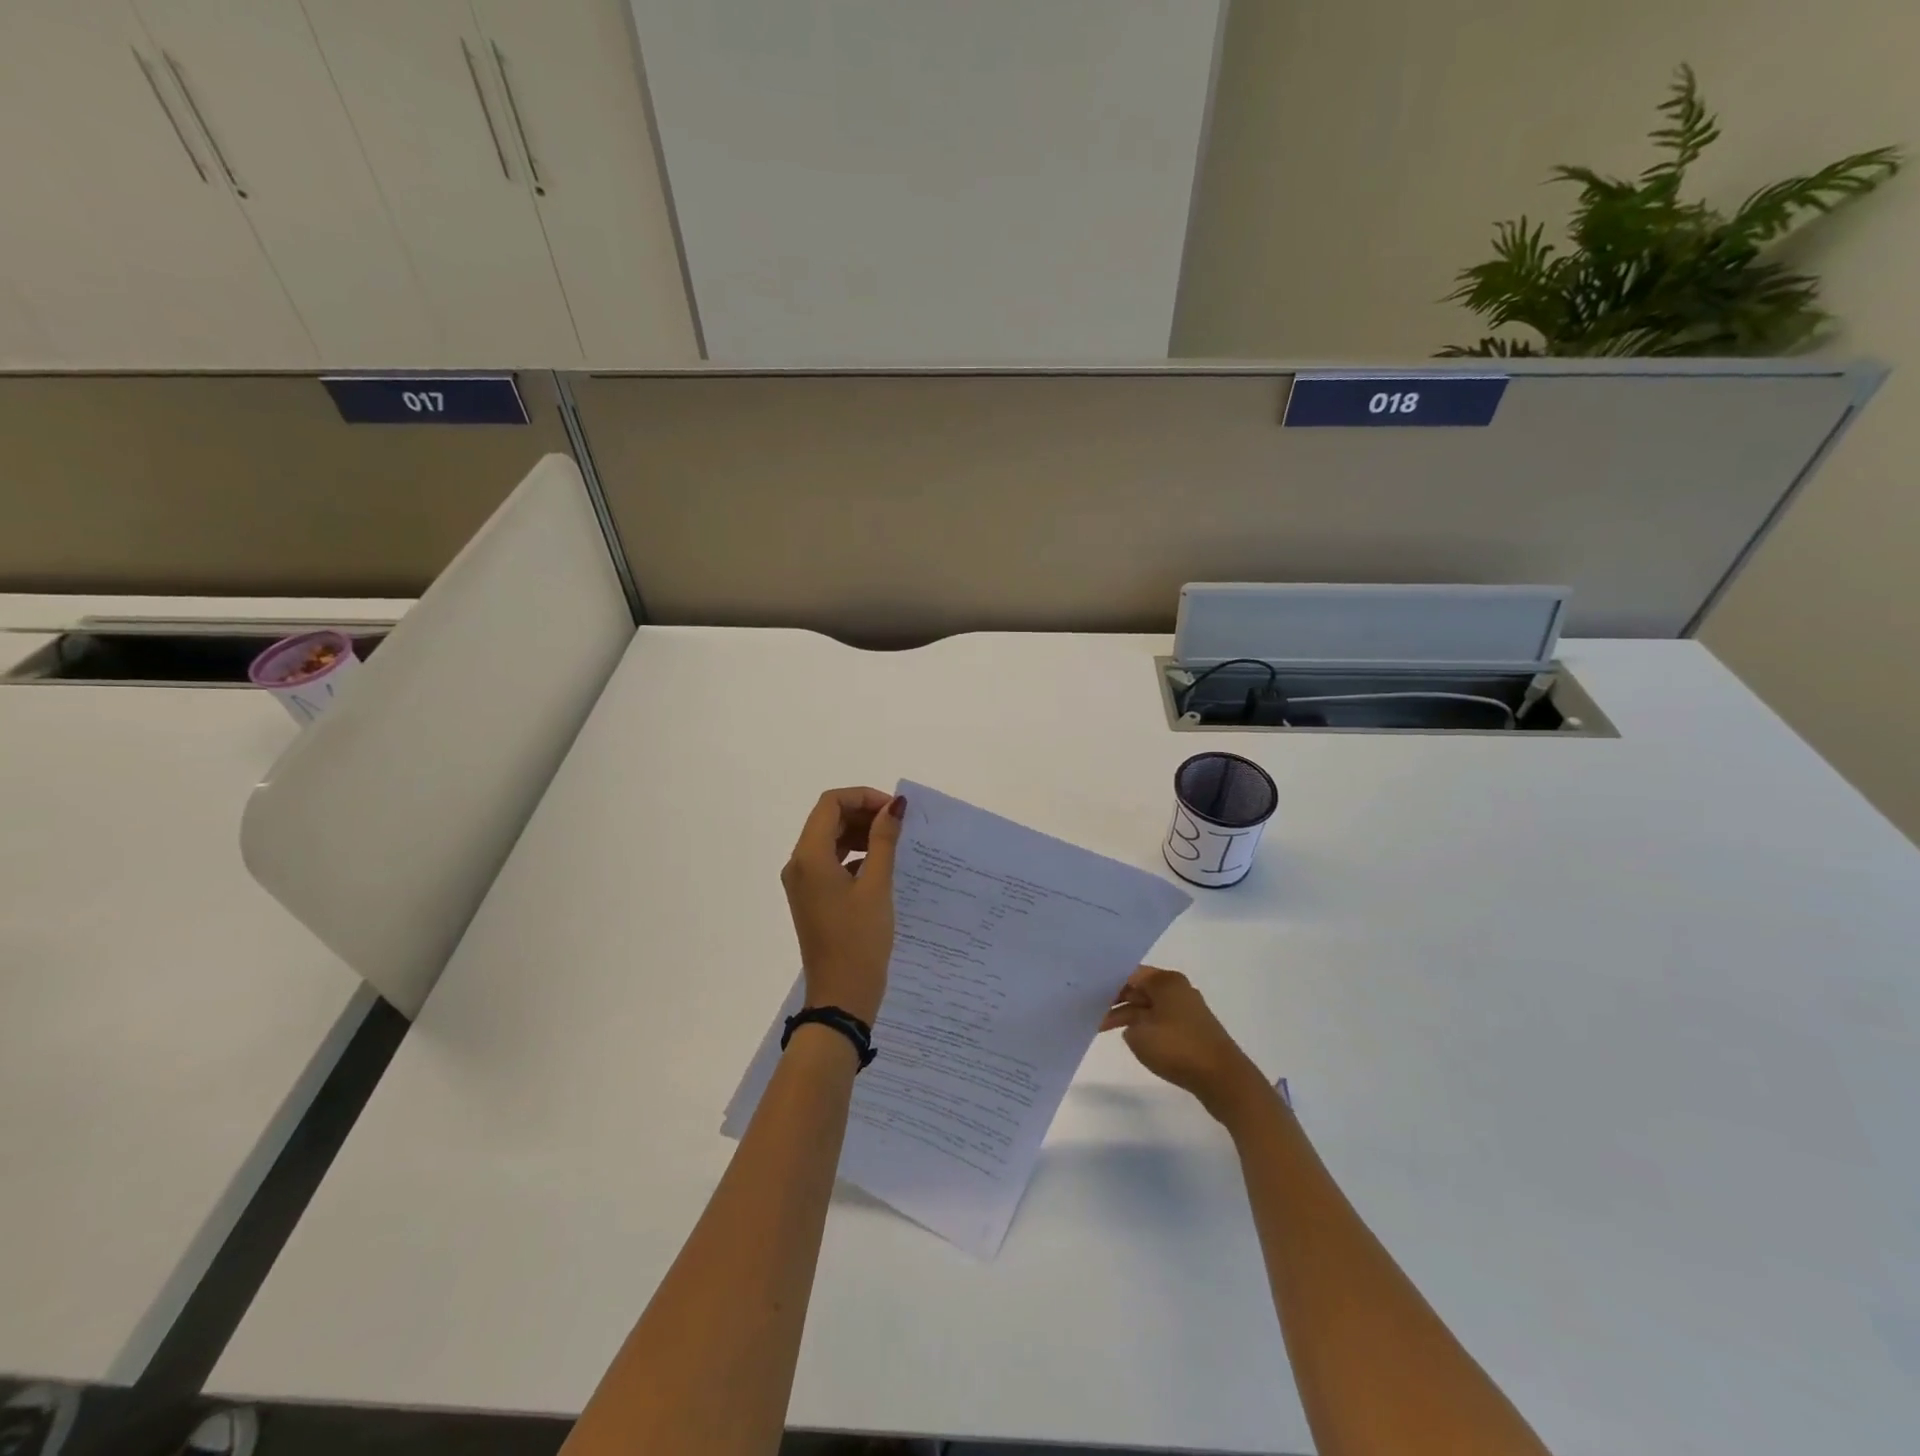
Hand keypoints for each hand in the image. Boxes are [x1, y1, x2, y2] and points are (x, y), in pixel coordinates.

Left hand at [780, 787, 904, 1023]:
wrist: (841, 996)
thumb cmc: (860, 939)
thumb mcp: (877, 886)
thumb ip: (884, 840)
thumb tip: (894, 805)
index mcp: (809, 857)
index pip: (830, 804)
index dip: (863, 797)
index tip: (894, 811)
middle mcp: (799, 864)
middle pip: (828, 819)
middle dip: (863, 813)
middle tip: (898, 825)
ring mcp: (802, 882)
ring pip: (829, 840)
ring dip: (859, 833)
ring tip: (893, 843)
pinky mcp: (811, 897)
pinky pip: (830, 862)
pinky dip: (854, 855)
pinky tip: (880, 866)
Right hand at [1101, 966, 1271, 1124]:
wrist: (1223, 1080)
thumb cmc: (1178, 1048)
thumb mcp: (1139, 1034)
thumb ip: (1126, 1022)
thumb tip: (1133, 1024)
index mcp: (1166, 981)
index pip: (1129, 973)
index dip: (1106, 983)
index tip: (1086, 992)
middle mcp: (1177, 989)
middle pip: (1139, 988)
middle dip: (1115, 999)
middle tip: (1088, 1009)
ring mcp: (1186, 1010)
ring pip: (1148, 1006)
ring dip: (1127, 1016)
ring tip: (1100, 1027)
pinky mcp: (1191, 1030)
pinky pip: (1159, 1021)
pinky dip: (1143, 1027)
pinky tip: (1128, 1037)